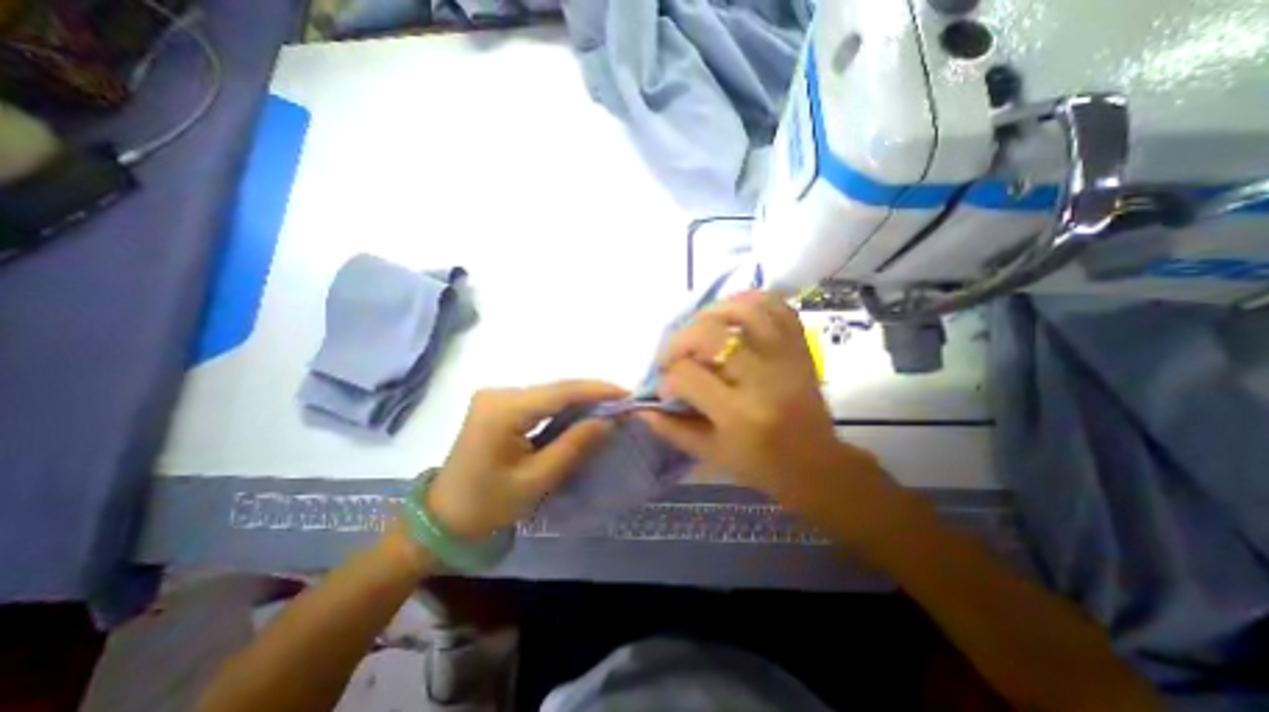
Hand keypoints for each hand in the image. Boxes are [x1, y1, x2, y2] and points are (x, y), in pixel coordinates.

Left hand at [424, 378, 624, 538]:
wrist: (443, 519)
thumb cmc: (488, 505)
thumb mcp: (537, 480)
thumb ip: (574, 445)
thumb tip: (608, 421)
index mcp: (503, 410)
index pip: (560, 392)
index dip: (596, 390)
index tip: (627, 393)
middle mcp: (498, 393)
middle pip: (555, 388)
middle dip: (590, 393)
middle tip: (622, 402)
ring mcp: (496, 397)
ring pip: (549, 392)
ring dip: (579, 399)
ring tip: (609, 406)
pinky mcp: (498, 406)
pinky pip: (539, 400)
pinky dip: (563, 406)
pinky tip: (582, 412)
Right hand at [634, 293, 890, 521]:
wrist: (816, 463)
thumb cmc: (761, 464)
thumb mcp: (711, 454)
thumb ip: (672, 429)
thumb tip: (641, 406)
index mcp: (739, 414)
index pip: (687, 376)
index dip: (667, 379)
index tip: (667, 389)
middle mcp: (763, 379)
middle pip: (710, 334)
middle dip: (679, 340)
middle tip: (674, 355)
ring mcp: (786, 357)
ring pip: (745, 309)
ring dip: (712, 312)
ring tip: (699, 328)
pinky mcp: (800, 347)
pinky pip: (778, 307)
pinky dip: (751, 301)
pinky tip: (733, 313)